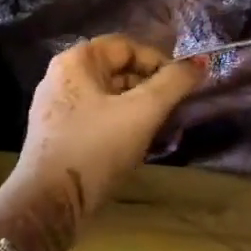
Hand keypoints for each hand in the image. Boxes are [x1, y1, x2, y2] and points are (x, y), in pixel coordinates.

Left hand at [17, 35, 206, 209]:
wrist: (49, 204)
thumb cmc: (96, 148)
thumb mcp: (143, 112)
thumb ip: (174, 83)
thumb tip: (201, 63)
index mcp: (76, 62)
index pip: (128, 46)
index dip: (160, 61)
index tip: (182, 86)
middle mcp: (62, 78)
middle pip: (119, 71)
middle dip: (152, 87)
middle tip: (176, 109)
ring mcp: (59, 109)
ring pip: (112, 98)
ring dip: (141, 109)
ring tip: (162, 129)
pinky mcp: (61, 137)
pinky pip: (101, 119)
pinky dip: (124, 126)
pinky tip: (140, 145)